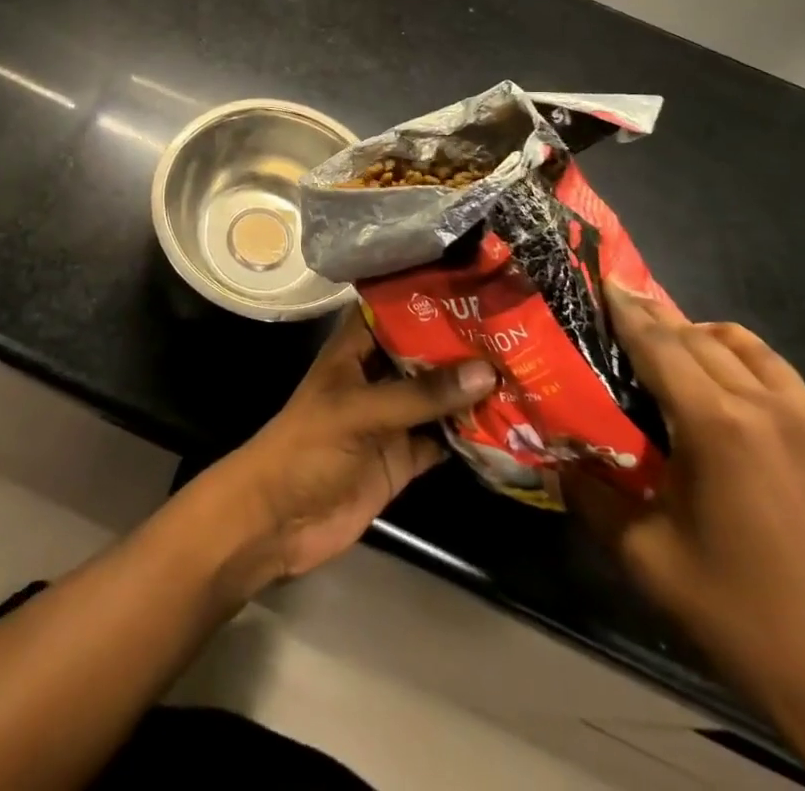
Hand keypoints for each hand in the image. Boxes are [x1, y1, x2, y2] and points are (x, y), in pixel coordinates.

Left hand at [199, 310, 496, 588]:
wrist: (278, 522)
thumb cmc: (308, 448)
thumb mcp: (360, 411)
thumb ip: (420, 394)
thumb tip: (486, 371)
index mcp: (355, 349)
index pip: (393, 308)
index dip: (427, 294)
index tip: (475, 282)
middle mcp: (376, 376)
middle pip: (423, 352)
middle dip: (463, 343)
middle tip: (518, 327)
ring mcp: (391, 418)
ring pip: (438, 396)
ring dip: (472, 389)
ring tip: (526, 369)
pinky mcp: (403, 458)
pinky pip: (443, 440)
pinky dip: (471, 435)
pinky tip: (511, 424)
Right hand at [568, 288, 804, 789]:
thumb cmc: (748, 623)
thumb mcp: (648, 561)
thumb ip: (592, 497)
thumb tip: (556, 459)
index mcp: (716, 425)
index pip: (659, 344)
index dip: (627, 309)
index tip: (605, 278)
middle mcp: (772, 407)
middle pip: (703, 338)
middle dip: (662, 319)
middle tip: (630, 312)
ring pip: (758, 352)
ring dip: (715, 340)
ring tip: (688, 350)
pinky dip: (777, 383)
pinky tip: (765, 411)